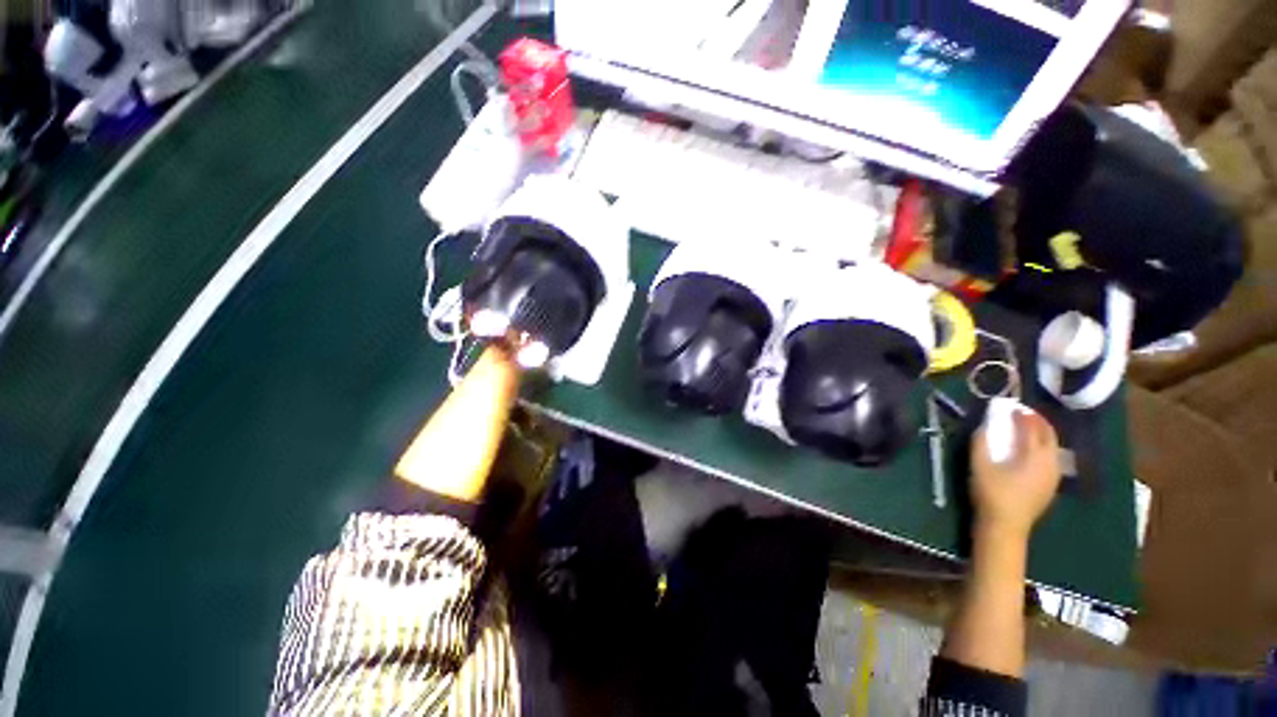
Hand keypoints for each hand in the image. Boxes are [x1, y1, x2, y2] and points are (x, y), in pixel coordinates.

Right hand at [970, 408, 1060, 542]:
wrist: (1005, 526)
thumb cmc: (991, 493)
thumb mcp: (980, 464)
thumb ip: (982, 441)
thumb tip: (985, 423)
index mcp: (1036, 456)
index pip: (1032, 427)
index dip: (1021, 414)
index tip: (1010, 404)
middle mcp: (1051, 463)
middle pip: (1049, 435)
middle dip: (1036, 421)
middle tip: (1020, 412)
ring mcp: (1053, 475)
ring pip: (1052, 447)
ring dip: (1040, 434)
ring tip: (1024, 428)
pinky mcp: (1049, 485)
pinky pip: (1050, 457)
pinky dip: (1041, 447)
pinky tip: (1028, 450)